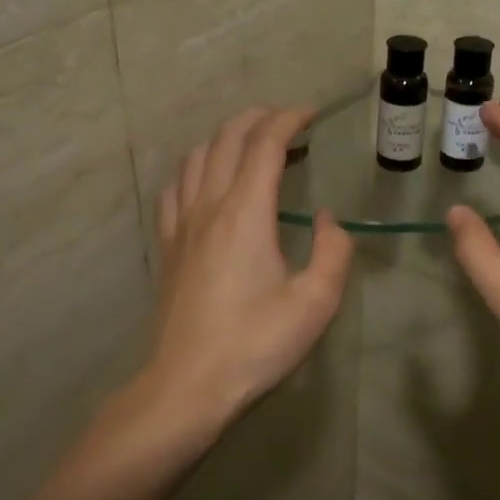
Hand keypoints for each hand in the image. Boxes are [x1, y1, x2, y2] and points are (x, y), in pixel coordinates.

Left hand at [140, 107, 353, 434]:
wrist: (187, 385)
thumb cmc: (256, 344)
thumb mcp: (316, 303)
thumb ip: (333, 252)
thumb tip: (325, 221)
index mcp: (246, 212)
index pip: (264, 144)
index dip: (289, 120)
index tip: (311, 114)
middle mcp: (209, 206)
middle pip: (226, 139)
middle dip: (257, 118)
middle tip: (286, 119)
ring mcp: (181, 225)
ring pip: (196, 157)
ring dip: (225, 138)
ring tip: (250, 143)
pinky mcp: (166, 247)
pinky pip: (175, 189)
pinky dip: (195, 169)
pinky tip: (205, 182)